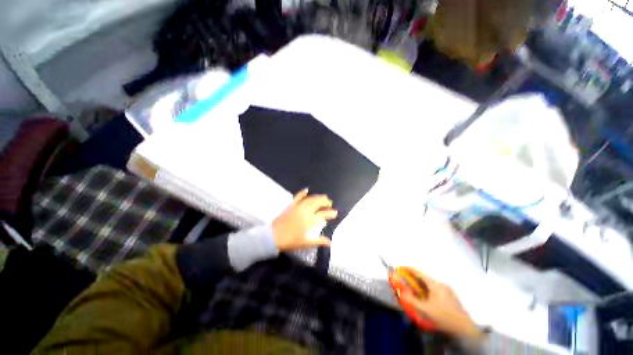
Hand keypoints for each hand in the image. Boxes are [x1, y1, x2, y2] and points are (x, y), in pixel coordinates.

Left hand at [272, 189, 337, 250]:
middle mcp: (306, 211)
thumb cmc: (291, 241)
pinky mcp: (291, 205)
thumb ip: (319, 241)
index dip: (330, 213)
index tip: (335, 212)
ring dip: (317, 197)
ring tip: (323, 196)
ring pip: (310, 199)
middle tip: (329, 202)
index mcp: (310, 220)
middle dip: (325, 202)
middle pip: (318, 203)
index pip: (323, 214)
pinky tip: (306, 189)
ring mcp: (298, 207)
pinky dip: (302, 192)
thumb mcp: (306, 243)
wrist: (274, 236)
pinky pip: (298, 197)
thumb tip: (329, 242)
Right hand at [399, 269, 483, 343]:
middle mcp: (441, 284)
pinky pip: (435, 289)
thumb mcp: (425, 310)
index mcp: (435, 285)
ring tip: (414, 291)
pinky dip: (427, 289)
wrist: (466, 329)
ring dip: (420, 284)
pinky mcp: (451, 296)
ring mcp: (447, 290)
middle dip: (413, 278)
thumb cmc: (444, 317)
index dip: (408, 269)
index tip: (400, 267)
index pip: (419, 272)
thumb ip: (411, 300)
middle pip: (424, 277)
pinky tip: (426, 298)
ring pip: (430, 284)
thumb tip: (400, 292)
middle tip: (405, 281)